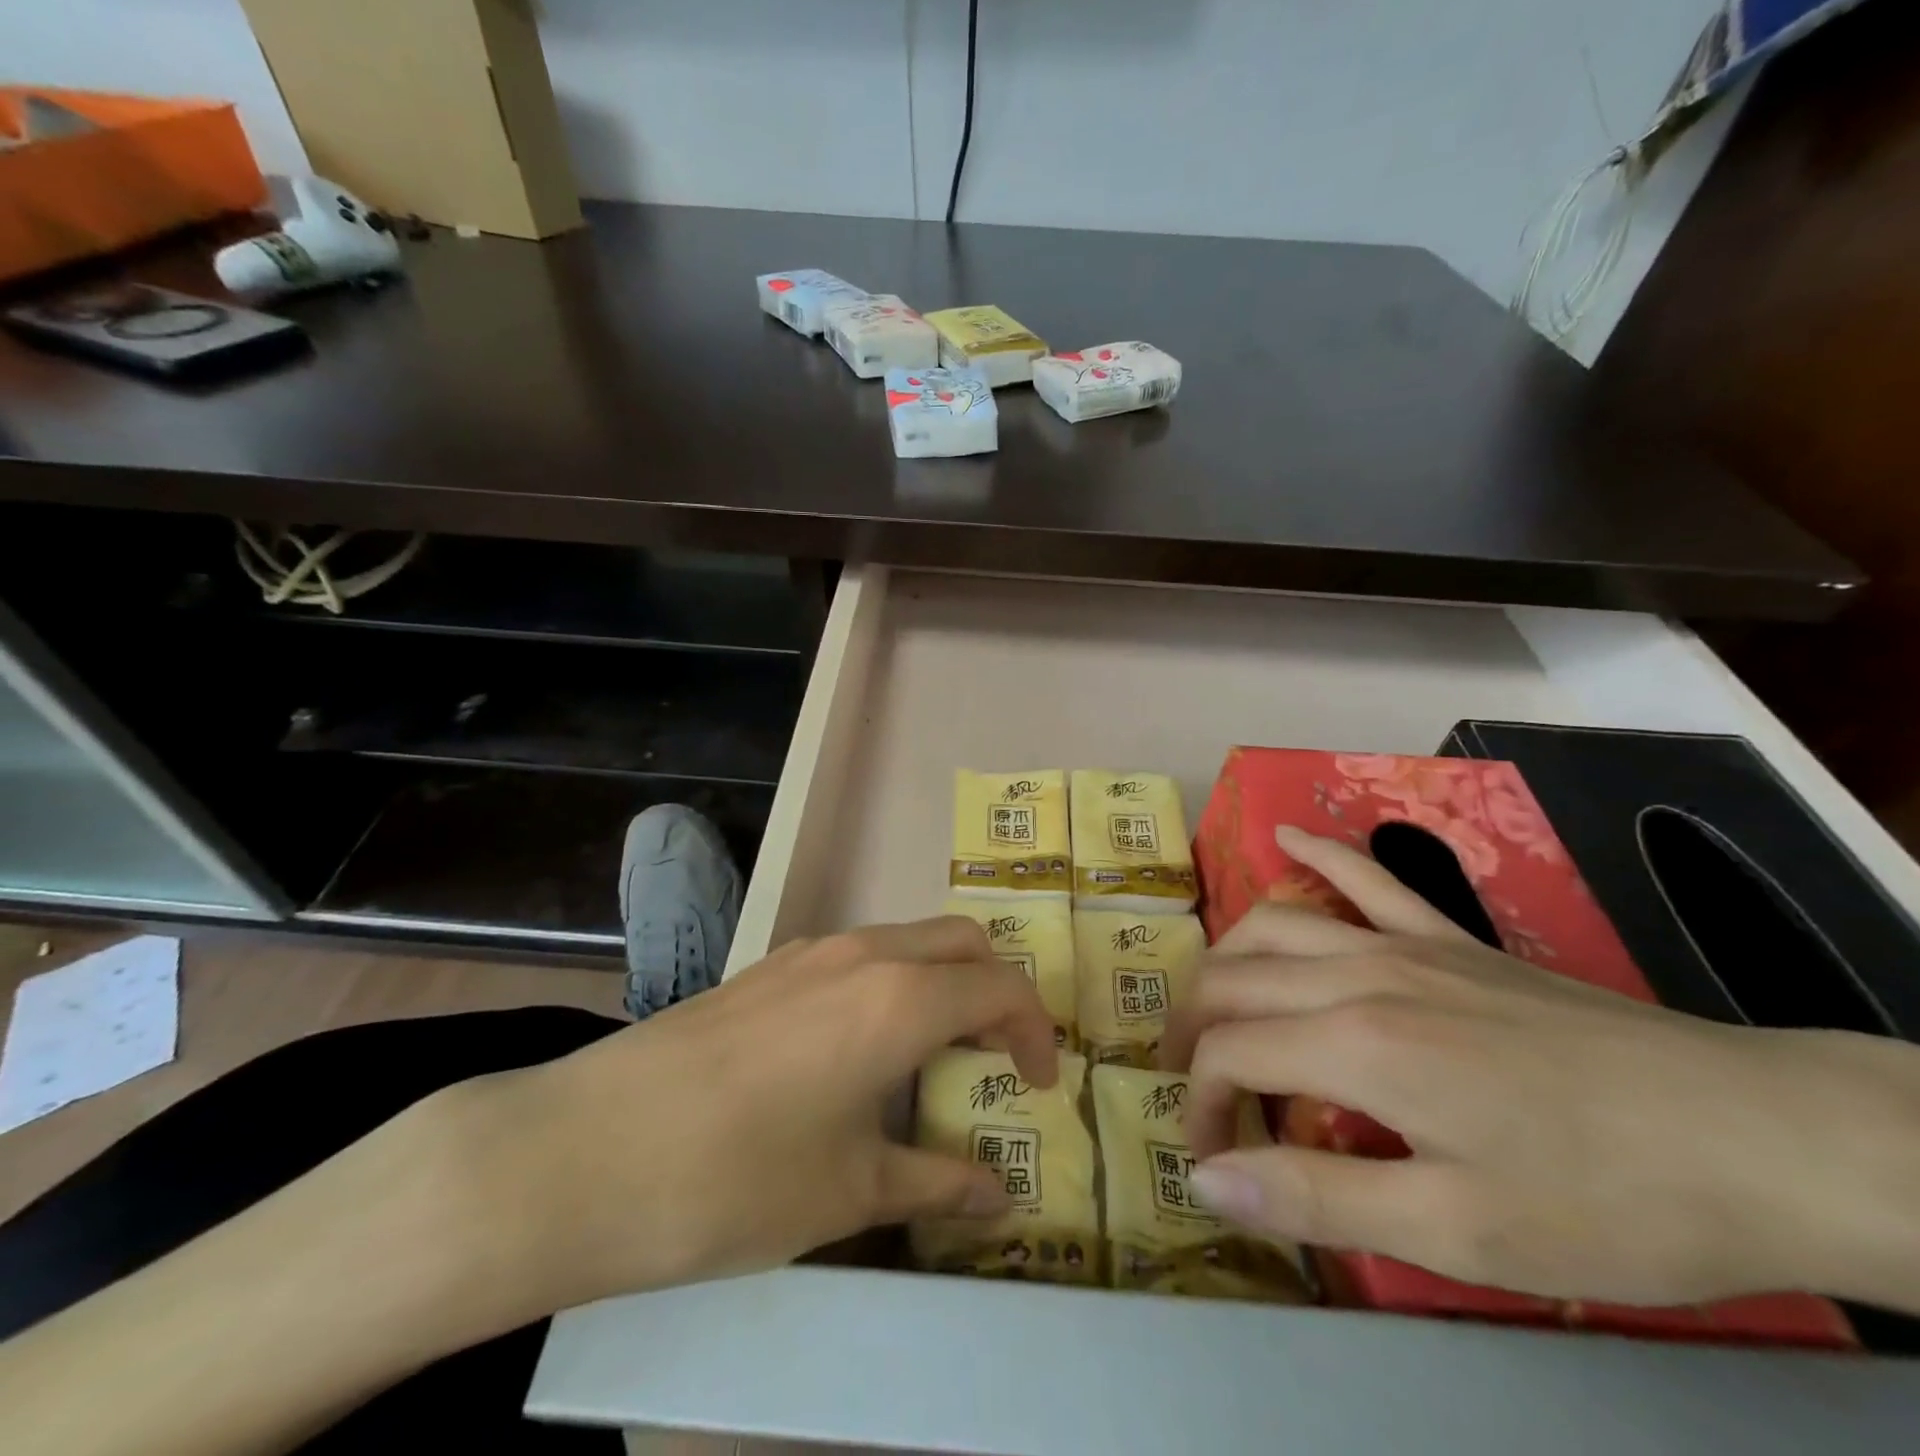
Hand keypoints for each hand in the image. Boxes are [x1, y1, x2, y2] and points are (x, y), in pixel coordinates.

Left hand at [0, 921, 1057, 1455]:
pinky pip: (860, 953)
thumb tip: (998, 1197)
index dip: (1036, 1030)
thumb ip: (935, 1183)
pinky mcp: (770, 964)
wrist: (581, 1152)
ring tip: (938, 1054)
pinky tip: (862, 1048)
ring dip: (943, 980)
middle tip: (1001, 1056)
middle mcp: (865, 953)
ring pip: (909, 939)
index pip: (1001, 987)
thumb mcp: (849, 1192)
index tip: (1041, 1085)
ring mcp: (811, 950)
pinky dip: (893, 981)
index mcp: (901, 998)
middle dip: (998, 989)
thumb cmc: (735, 1179)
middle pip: (963, 941)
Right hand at [1161, 828, 1919, 1310]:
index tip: (1210, 1155)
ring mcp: (1405, 943)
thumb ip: (1316, 1196)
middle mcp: (1359, 974)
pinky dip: (1317, 855)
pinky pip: (1367, 877)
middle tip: (1193, 1084)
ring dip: (1227, 959)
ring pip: (1275, 925)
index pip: (1230, 1054)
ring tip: (1211, 1001)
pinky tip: (1284, 838)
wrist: (1756, 1137)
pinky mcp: (1450, 938)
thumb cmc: (1605, 1200)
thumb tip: (1207, 1180)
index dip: (1200, 1102)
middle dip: (1194, 1031)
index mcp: (1353, 1044)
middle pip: (1234, 980)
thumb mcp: (1456, 1232)